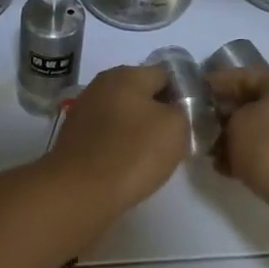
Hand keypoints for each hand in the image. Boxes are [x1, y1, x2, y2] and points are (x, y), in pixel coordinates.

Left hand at [45, 65, 189, 212]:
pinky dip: (120, 146)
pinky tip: (128, 166)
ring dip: (139, 131)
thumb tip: (176, 108)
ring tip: (154, 157)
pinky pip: (107, 136)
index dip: (184, 94)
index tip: (194, 119)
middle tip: (177, 139)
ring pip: (124, 115)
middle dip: (160, 113)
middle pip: (142, 94)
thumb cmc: (133, 153)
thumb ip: (183, 109)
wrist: (78, 193)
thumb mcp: (176, 126)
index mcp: (126, 74)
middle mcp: (101, 85)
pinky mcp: (74, 138)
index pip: (166, 74)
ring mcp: (84, 111)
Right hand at [208, 68, 268, 234]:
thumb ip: (225, 117)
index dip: (212, 85)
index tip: (188, 98)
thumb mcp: (237, 125)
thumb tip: (228, 123)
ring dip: (235, 139)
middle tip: (196, 130)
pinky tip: (228, 170)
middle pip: (251, 102)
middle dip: (223, 116)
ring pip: (260, 128)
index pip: (241, 75)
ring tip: (209, 154)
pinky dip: (251, 156)